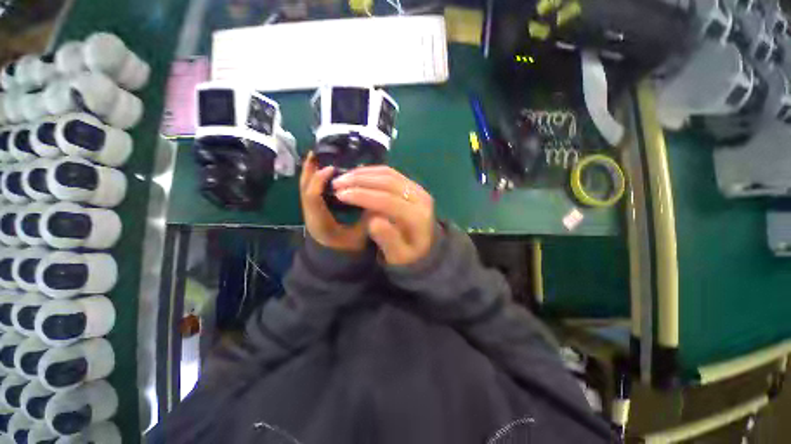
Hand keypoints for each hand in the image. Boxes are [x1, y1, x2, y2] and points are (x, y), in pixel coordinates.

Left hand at [300, 152, 367, 251]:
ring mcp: (310, 213)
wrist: (336, 262)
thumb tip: (376, 200)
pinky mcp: (315, 211)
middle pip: (304, 189)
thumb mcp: (360, 237)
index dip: (319, 181)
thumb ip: (367, 220)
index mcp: (319, 222)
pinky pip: (312, 191)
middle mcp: (310, 215)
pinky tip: (325, 172)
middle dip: (310, 171)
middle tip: (319, 153)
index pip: (312, 198)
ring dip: (311, 173)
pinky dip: (315, 180)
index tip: (332, 169)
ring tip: (319, 157)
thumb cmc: (348, 251)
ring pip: (306, 189)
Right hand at [332, 166, 435, 265]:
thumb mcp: (398, 256)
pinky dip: (372, 172)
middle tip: (337, 183)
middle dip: (360, 181)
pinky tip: (357, 174)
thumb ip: (388, 240)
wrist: (425, 246)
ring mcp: (418, 189)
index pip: (388, 201)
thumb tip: (373, 221)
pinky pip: (391, 173)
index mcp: (418, 217)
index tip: (340, 195)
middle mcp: (421, 198)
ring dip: (363, 174)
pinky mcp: (412, 185)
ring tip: (343, 178)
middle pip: (388, 183)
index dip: (363, 196)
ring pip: (389, 174)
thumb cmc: (408, 254)